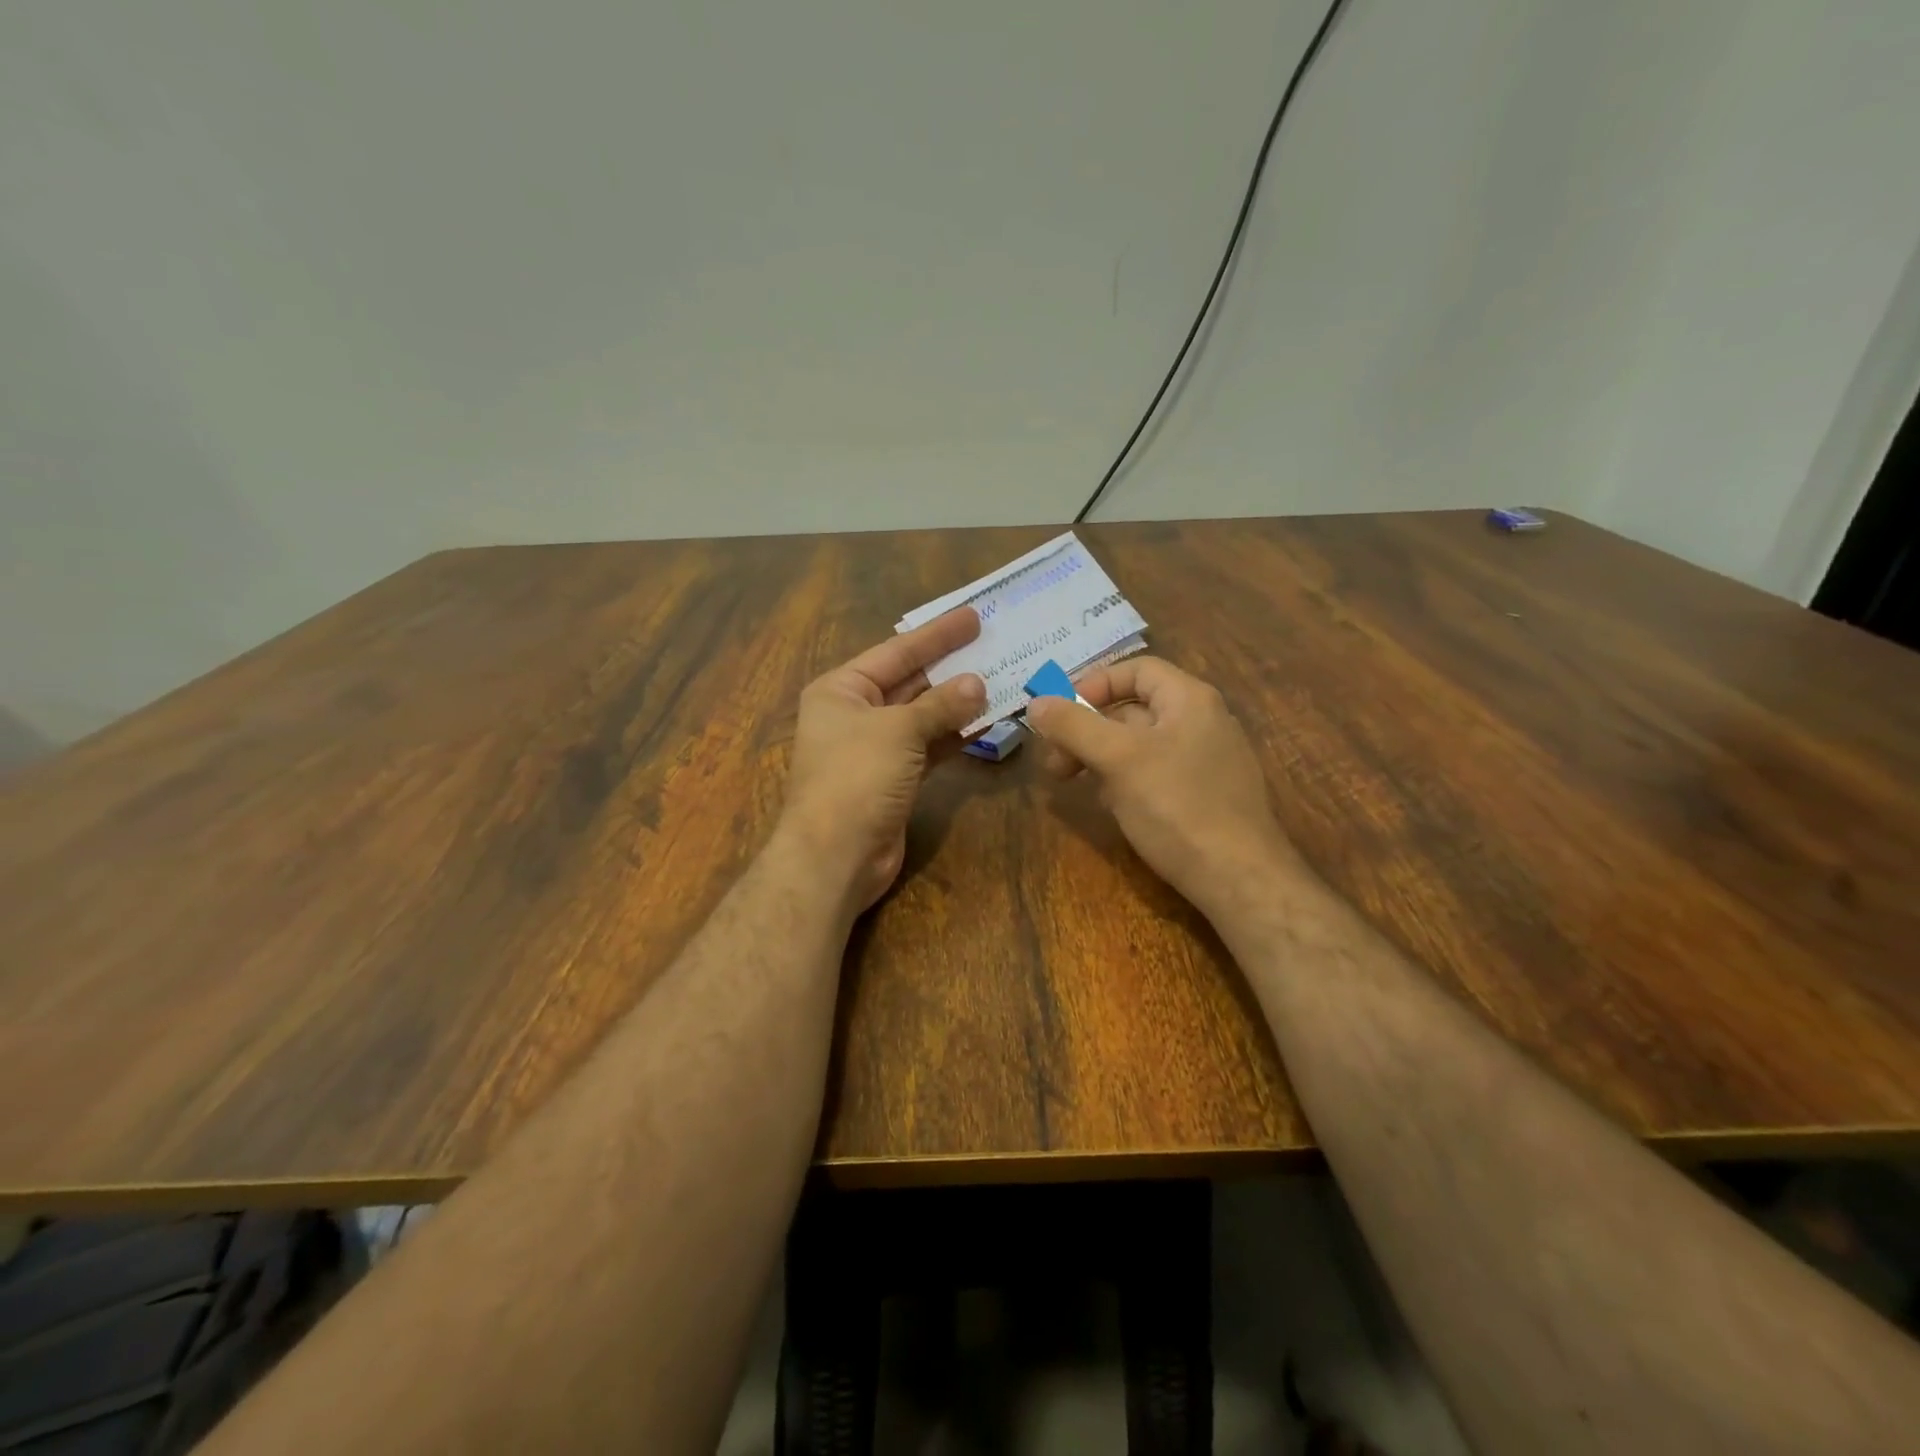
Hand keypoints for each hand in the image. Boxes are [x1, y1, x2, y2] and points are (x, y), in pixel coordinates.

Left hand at [778, 609, 986, 912]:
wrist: (835, 855)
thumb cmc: (856, 777)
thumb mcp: (899, 731)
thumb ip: (941, 705)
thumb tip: (979, 685)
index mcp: (841, 689)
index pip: (896, 651)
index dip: (937, 634)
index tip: (973, 616)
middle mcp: (855, 713)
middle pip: (910, 681)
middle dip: (951, 666)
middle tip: (994, 645)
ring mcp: (875, 748)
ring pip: (923, 716)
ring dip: (958, 702)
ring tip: (1001, 680)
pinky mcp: (894, 778)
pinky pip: (929, 746)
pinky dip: (954, 735)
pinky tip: (987, 721)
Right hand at [1025, 657, 1301, 917]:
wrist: (1240, 879)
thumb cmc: (1177, 807)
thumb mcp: (1118, 760)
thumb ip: (1074, 726)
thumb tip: (1036, 703)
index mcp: (1190, 700)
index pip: (1137, 669)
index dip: (1094, 684)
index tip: (1060, 714)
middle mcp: (1203, 722)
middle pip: (1134, 709)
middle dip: (1088, 730)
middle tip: (1056, 763)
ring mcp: (1208, 761)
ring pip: (1142, 745)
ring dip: (1102, 757)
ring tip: (1077, 785)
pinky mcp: (1206, 796)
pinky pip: (1157, 774)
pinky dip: (1127, 781)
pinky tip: (1112, 807)